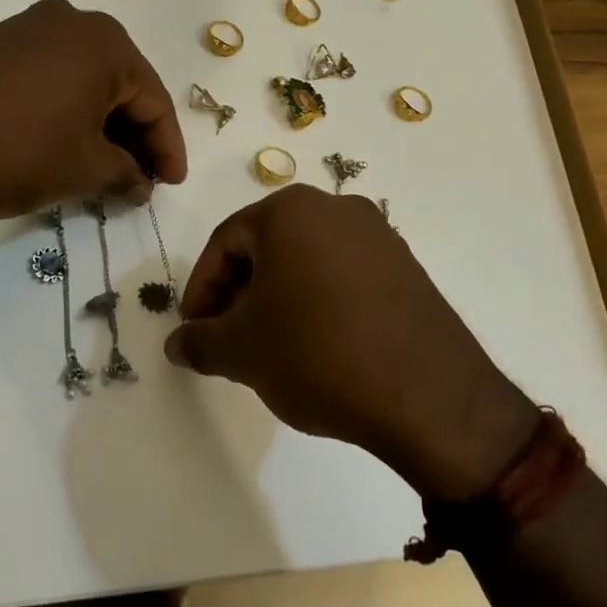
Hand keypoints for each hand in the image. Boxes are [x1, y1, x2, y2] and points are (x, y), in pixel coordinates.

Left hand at [0, 0, 187, 225]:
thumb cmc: (17, 154)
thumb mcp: (85, 169)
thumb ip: (126, 173)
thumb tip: (141, 183)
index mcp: (105, 41)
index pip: (154, 100)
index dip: (168, 147)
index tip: (172, 183)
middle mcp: (70, 20)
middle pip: (120, 84)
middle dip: (135, 134)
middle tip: (142, 178)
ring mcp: (26, 28)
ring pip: (84, 80)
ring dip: (100, 123)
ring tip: (106, 168)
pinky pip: (49, 77)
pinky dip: (66, 110)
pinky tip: (66, 143)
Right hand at [164, 186, 538, 501]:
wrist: (430, 397)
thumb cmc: (318, 355)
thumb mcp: (242, 352)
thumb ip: (198, 341)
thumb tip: (176, 344)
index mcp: (290, 210)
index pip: (226, 242)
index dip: (201, 289)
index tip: (196, 331)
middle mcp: (336, 208)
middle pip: (267, 247)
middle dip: (239, 294)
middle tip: (229, 340)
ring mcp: (379, 236)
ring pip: (306, 261)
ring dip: (278, 299)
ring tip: (272, 348)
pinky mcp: (408, 268)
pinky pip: (344, 276)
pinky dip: (319, 302)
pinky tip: (319, 347)